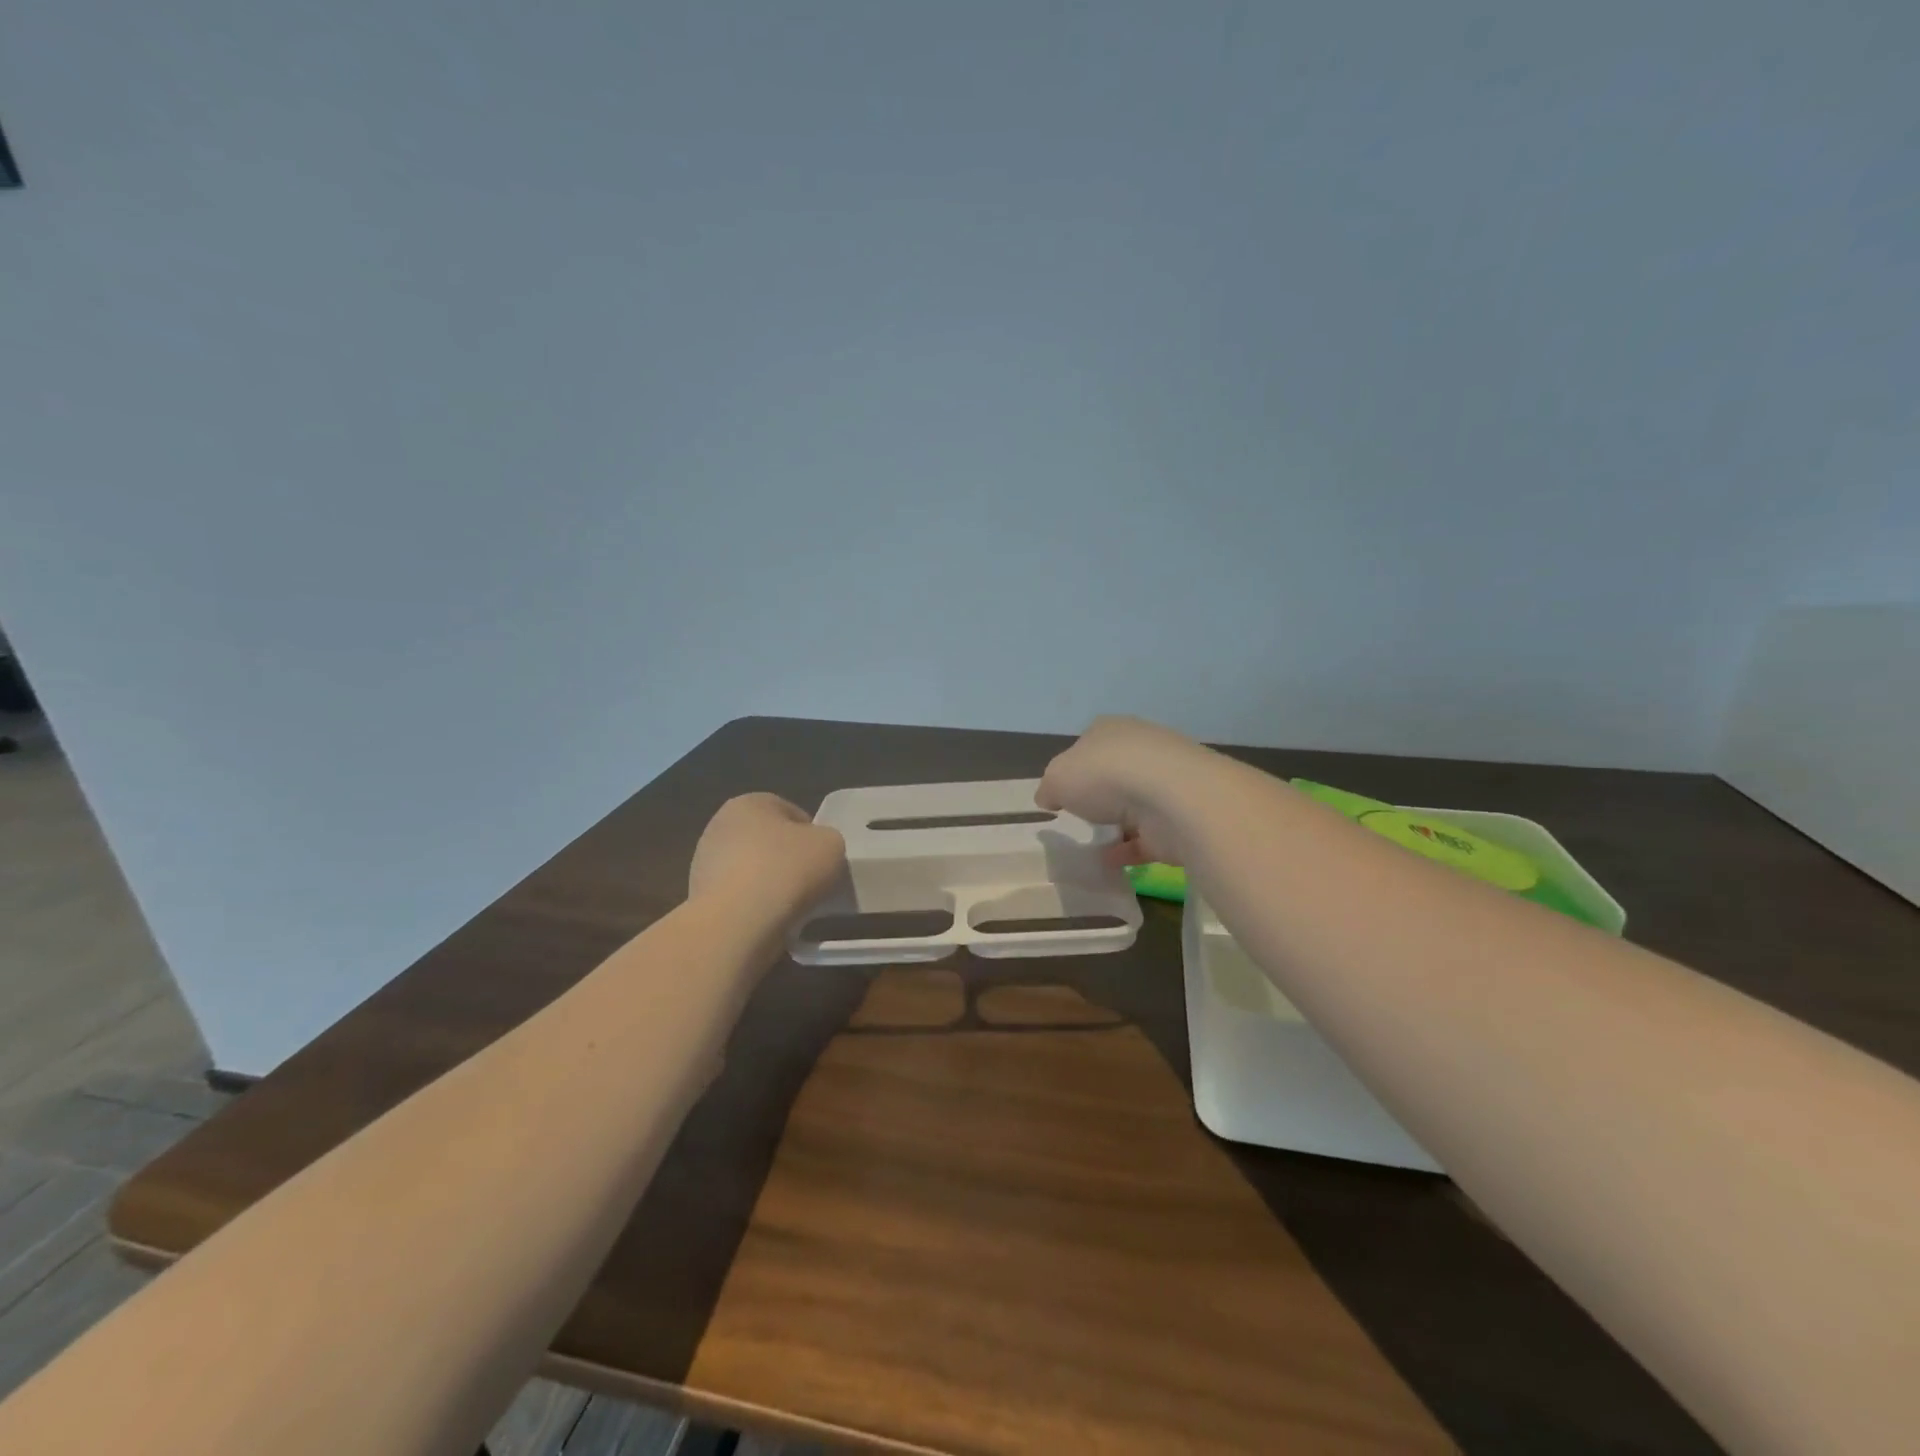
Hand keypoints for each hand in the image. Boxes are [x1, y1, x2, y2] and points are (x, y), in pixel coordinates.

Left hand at [689, 794, 845, 915]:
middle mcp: (720, 826)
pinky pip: (739, 898)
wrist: (737, 923)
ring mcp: (704, 863)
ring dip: (770, 884)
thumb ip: (827, 839)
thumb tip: (815, 851)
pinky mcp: (699, 898)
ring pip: (752, 871)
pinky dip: (754, 907)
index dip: (813, 836)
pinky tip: (769, 920)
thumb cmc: (786, 870)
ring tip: (791, 907)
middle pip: (768, 841)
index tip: (824, 860)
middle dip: (788, 860)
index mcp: (749, 803)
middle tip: (811, 882)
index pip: (792, 813)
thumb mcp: (831, 844)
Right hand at [1035, 716, 1217, 865]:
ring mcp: (1166, 784)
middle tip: (1080, 817)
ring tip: (1093, 844)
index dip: (1074, 766)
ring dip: (1117, 824)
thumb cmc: (1105, 775)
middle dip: (1100, 795)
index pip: (1090, 743)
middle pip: (1115, 773)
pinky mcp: (1180, 817)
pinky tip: (1110, 862)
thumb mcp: (1057, 777)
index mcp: (1112, 730)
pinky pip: (1148, 836)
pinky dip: (1129, 849)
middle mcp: (1142, 749)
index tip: (1063, 791)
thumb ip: (1050, 788)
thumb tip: (1049, 797)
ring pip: (1135, 804)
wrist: (1171, 798)